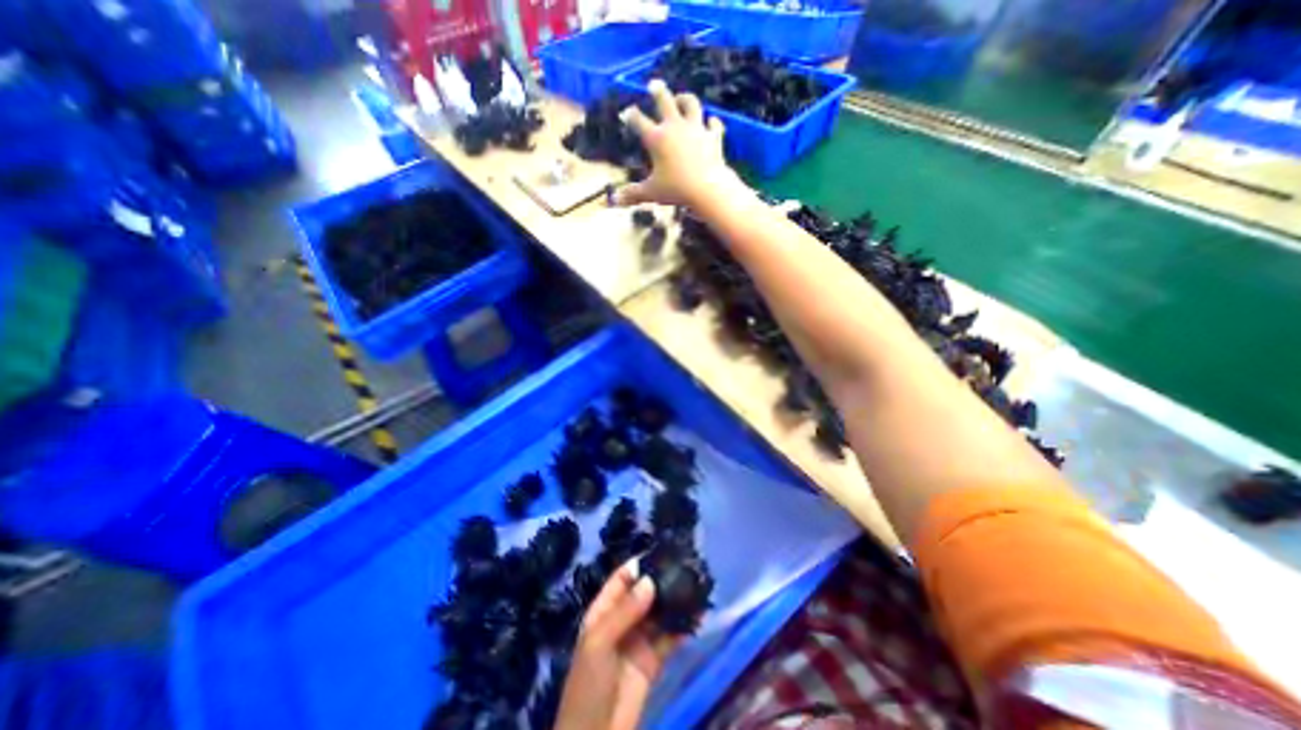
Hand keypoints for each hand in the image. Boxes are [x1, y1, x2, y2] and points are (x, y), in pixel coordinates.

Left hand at [556, 561, 682, 726]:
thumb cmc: (589, 684)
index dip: (638, 565)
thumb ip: (625, 611)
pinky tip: (697, 615)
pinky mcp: (653, 661)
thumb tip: (650, 580)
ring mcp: (638, 641)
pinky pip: (669, 638)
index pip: (621, 580)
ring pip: (658, 614)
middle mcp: (622, 621)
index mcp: (603, 612)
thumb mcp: (600, 643)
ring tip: (695, 584)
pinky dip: (683, 627)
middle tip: (684, 565)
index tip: (660, 551)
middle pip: (643, 594)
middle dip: (661, 580)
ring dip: (674, 601)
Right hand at [614, 79, 741, 208]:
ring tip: (681, 97)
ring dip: (685, 98)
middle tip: (654, 85)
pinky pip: (713, 124)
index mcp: (657, 139)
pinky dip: (712, 123)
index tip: (626, 112)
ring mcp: (696, 129)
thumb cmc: (676, 190)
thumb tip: (614, 200)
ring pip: (691, 104)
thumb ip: (633, 194)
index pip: (639, 121)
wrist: (707, 189)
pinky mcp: (713, 136)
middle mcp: (675, 127)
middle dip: (658, 91)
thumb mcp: (652, 193)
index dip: (631, 116)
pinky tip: (710, 121)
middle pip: (665, 101)